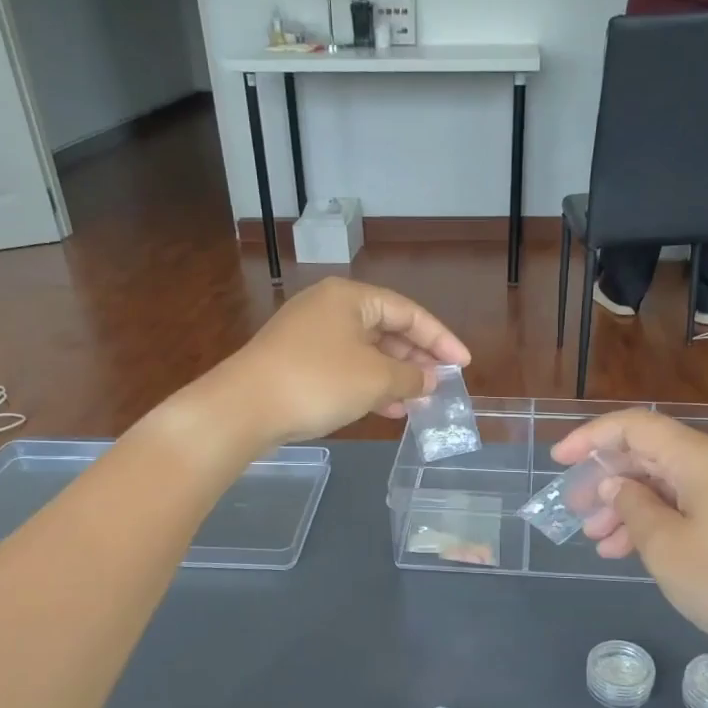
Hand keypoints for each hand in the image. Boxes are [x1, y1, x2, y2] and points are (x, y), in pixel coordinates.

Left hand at [216, 277, 470, 445]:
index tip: (463, 364)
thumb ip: (410, 377)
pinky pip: (345, 368)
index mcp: (351, 298)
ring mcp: (310, 334)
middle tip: (441, 384)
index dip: (441, 339)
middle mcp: (330, 307)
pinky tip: (387, 409)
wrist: (244, 407)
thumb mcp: (375, 379)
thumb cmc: (318, 382)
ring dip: (395, 376)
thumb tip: (430, 380)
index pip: (409, 312)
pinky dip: (369, 385)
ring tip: (419, 402)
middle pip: (387, 329)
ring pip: (366, 352)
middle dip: (416, 359)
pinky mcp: (297, 361)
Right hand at [551, 410, 707, 707]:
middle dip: (607, 479)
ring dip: (629, 508)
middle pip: (651, 455)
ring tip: (598, 542)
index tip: (559, 461)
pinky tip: (631, 552)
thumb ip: (633, 507)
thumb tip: (617, 485)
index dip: (592, 437)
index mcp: (700, 459)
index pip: (636, 427)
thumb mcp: (667, 547)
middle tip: (576, 511)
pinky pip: (689, 508)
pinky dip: (657, 523)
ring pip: (668, 485)